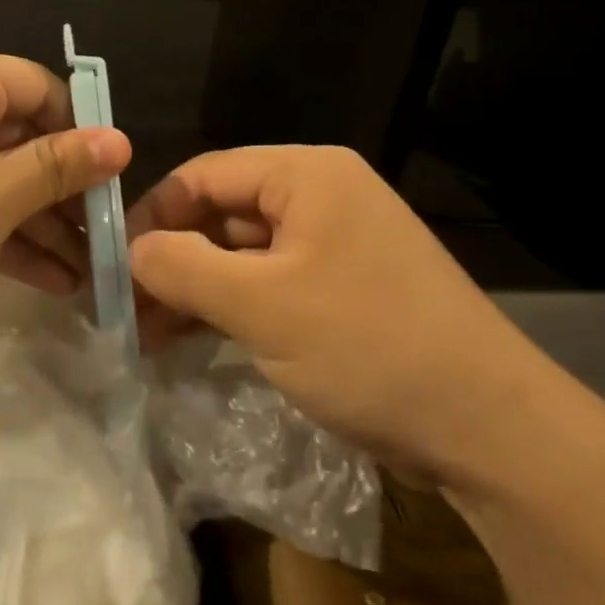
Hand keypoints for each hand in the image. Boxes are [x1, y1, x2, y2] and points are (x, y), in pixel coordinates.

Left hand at [0, 51, 129, 375]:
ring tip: (83, 279)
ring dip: (34, 223)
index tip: (112, 188)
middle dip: (62, 192)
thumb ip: (59, 168)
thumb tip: (120, 139)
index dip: (83, 134)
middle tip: (103, 245)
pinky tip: (39, 281)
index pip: (41, 88)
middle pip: (16, 135)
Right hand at [125, 145, 566, 486]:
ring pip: (242, 254)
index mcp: (306, 175)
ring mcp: (335, 245)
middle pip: (222, 213)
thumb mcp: (260, 305)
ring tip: (149, 335)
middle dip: (172, 259)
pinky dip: (229, 308)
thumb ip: (182, 267)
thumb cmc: (368, 346)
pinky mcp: (342, 289)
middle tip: (127, 309)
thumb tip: (132, 252)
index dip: (154, 215)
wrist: (489, 430)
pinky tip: (191, 340)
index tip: (115, 264)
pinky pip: (269, 284)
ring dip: (195, 289)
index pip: (205, 175)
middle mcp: (321, 197)